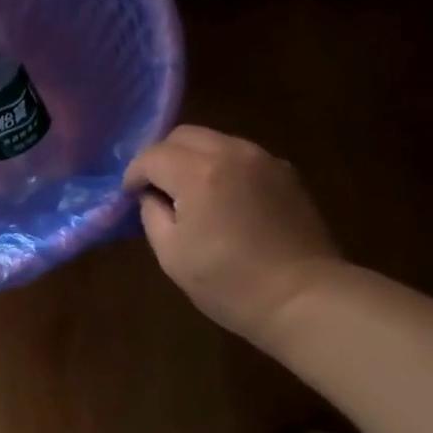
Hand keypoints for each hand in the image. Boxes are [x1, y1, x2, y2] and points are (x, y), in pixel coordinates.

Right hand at [124, 125, 341, 344]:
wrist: (303, 297)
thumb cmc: (229, 283)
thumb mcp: (172, 255)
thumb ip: (152, 215)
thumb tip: (152, 197)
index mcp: (199, 174)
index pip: (153, 155)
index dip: (134, 174)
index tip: (130, 195)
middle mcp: (232, 153)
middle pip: (184, 135)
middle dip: (163, 157)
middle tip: (157, 189)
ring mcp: (263, 159)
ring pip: (215, 140)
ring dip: (193, 159)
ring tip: (190, 193)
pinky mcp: (285, 172)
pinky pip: (241, 155)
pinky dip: (222, 166)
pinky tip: (223, 198)